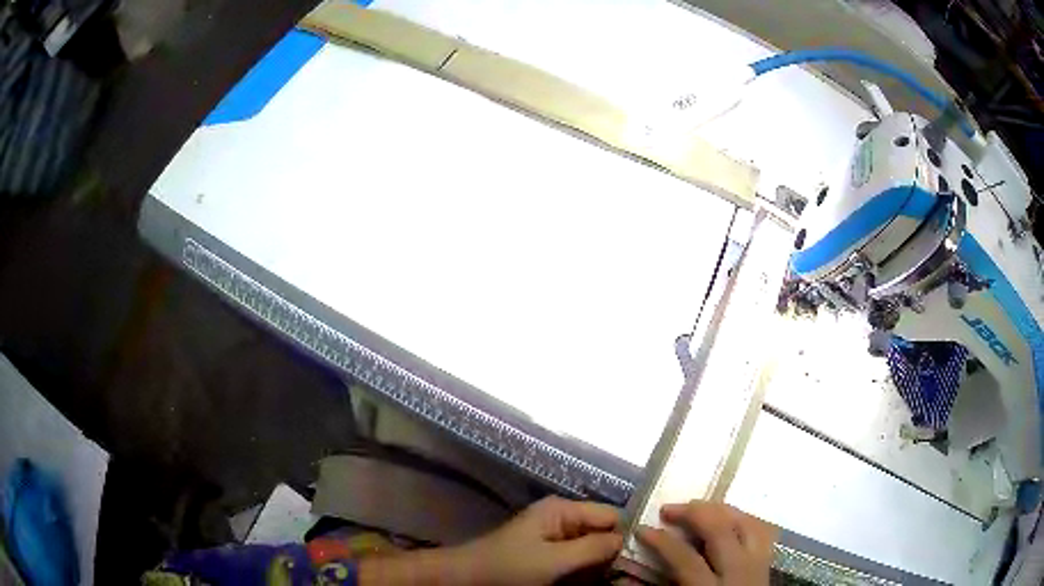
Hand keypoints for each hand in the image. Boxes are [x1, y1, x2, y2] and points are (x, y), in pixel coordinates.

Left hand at [458, 495, 623, 585]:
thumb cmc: (509, 567)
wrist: (468, 578)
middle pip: (603, 531)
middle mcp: (563, 518)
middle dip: (616, 552)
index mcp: (564, 510)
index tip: (644, 557)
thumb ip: (592, 548)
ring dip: (603, 563)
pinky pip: (578, 558)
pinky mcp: (550, 553)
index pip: (611, 515)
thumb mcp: (553, 560)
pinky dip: (588, 570)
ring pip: (593, 547)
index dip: (628, 534)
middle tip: (630, 574)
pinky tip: (595, 581)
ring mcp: (556, 536)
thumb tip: (628, 539)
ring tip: (617, 580)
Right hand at [637, 501, 775, 584]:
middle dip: (692, 514)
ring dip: (720, 510)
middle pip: (720, 531)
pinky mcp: (768, 562)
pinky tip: (728, 518)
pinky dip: (744, 518)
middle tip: (668, 509)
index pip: (685, 559)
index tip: (642, 530)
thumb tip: (623, 577)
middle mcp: (739, 572)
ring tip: (698, 508)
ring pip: (746, 523)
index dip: (661, 541)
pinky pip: (762, 530)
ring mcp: (758, 565)